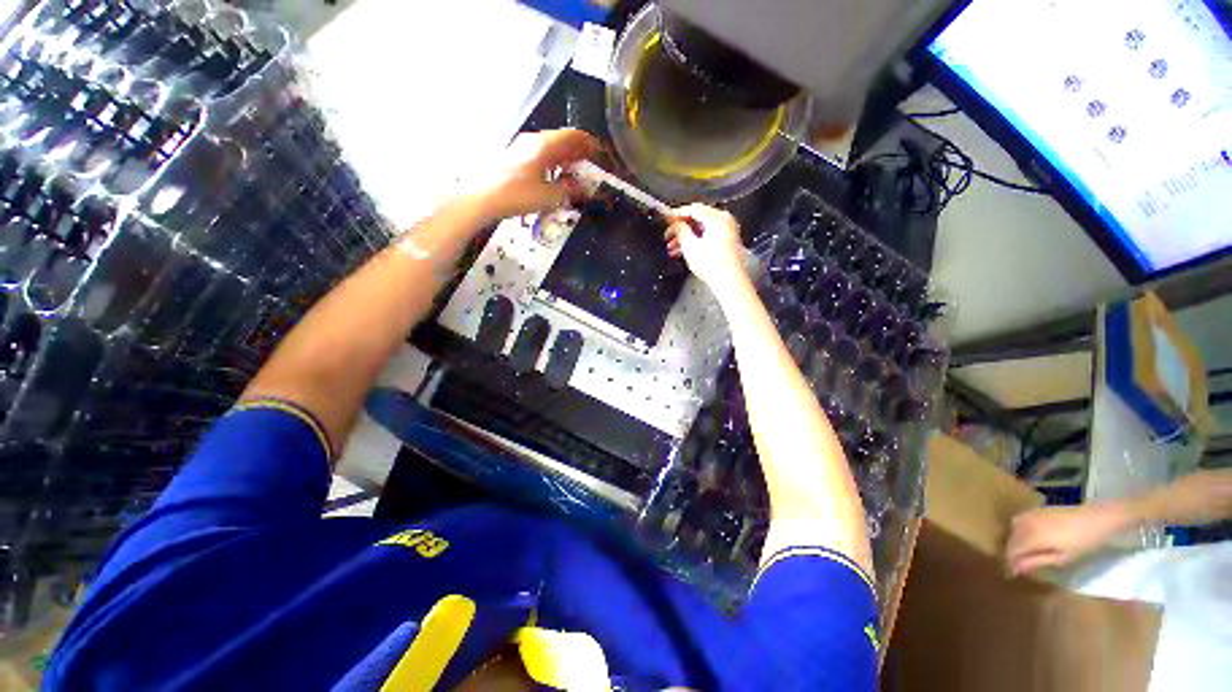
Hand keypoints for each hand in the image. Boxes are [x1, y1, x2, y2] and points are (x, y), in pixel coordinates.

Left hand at [463, 129, 599, 221]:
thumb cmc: (517, 194)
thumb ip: (569, 191)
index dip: (589, 142)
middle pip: (561, 140)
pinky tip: (553, 176)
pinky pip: (539, 156)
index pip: (572, 136)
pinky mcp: (512, 160)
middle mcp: (533, 141)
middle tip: (591, 161)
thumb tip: (584, 189)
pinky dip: (552, 163)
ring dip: (564, 157)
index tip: (601, 152)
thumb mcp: (549, 196)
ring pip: (549, 148)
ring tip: (575, 170)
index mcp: (544, 144)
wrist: (481, 198)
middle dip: (578, 150)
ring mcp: (520, 149)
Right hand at [665, 204, 745, 288]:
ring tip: (672, 248)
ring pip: (702, 229)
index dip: (677, 214)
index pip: (694, 209)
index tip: (666, 220)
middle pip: (698, 219)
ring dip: (686, 237)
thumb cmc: (710, 263)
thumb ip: (680, 230)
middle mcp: (724, 221)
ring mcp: (727, 232)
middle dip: (681, 228)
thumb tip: (674, 223)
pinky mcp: (727, 243)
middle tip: (668, 236)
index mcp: (717, 217)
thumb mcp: (689, 246)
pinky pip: (708, 236)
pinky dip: (696, 242)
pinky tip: (683, 252)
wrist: (728, 281)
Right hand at [1005, 503, 1131, 575]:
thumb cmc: (1082, 543)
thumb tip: (1016, 569)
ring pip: (1014, 530)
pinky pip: (1019, 520)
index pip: (1013, 551)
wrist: (1096, 519)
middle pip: (1012, 540)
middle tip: (1021, 565)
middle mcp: (1025, 524)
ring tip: (1025, 552)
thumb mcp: (1063, 557)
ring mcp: (1029, 514)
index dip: (1012, 563)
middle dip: (1013, 553)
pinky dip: (1019, 530)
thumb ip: (1038, 561)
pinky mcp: (1035, 510)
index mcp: (1031, 537)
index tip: (1015, 574)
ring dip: (1016, 542)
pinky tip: (1028, 536)